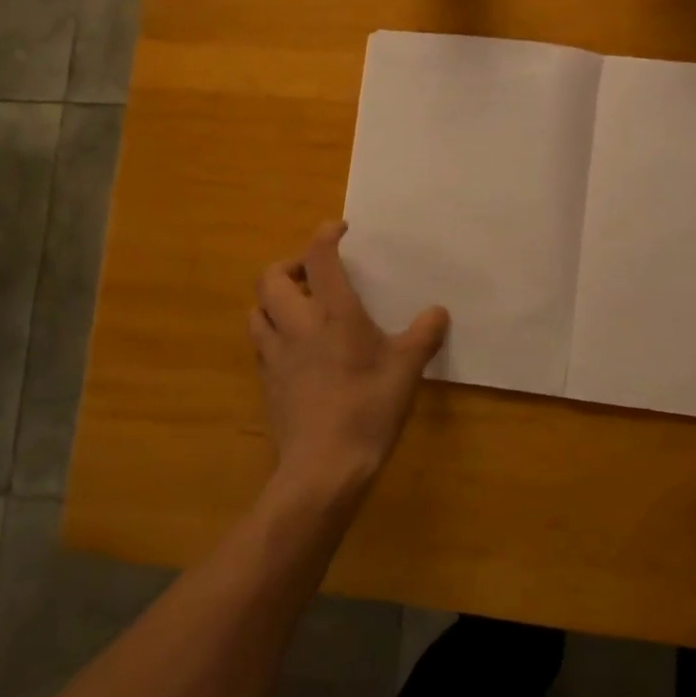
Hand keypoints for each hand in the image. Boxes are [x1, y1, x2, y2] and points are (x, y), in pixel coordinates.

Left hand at [250, 222, 449, 497]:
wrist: (322, 466)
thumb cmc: (368, 410)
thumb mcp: (406, 371)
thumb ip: (423, 336)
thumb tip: (438, 312)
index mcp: (333, 315)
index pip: (319, 258)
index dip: (325, 235)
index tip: (339, 230)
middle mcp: (297, 325)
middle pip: (270, 277)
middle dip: (289, 265)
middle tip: (313, 273)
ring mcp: (275, 354)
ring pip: (257, 309)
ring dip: (274, 298)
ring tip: (298, 306)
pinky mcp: (267, 381)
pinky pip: (260, 342)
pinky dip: (272, 331)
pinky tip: (294, 348)